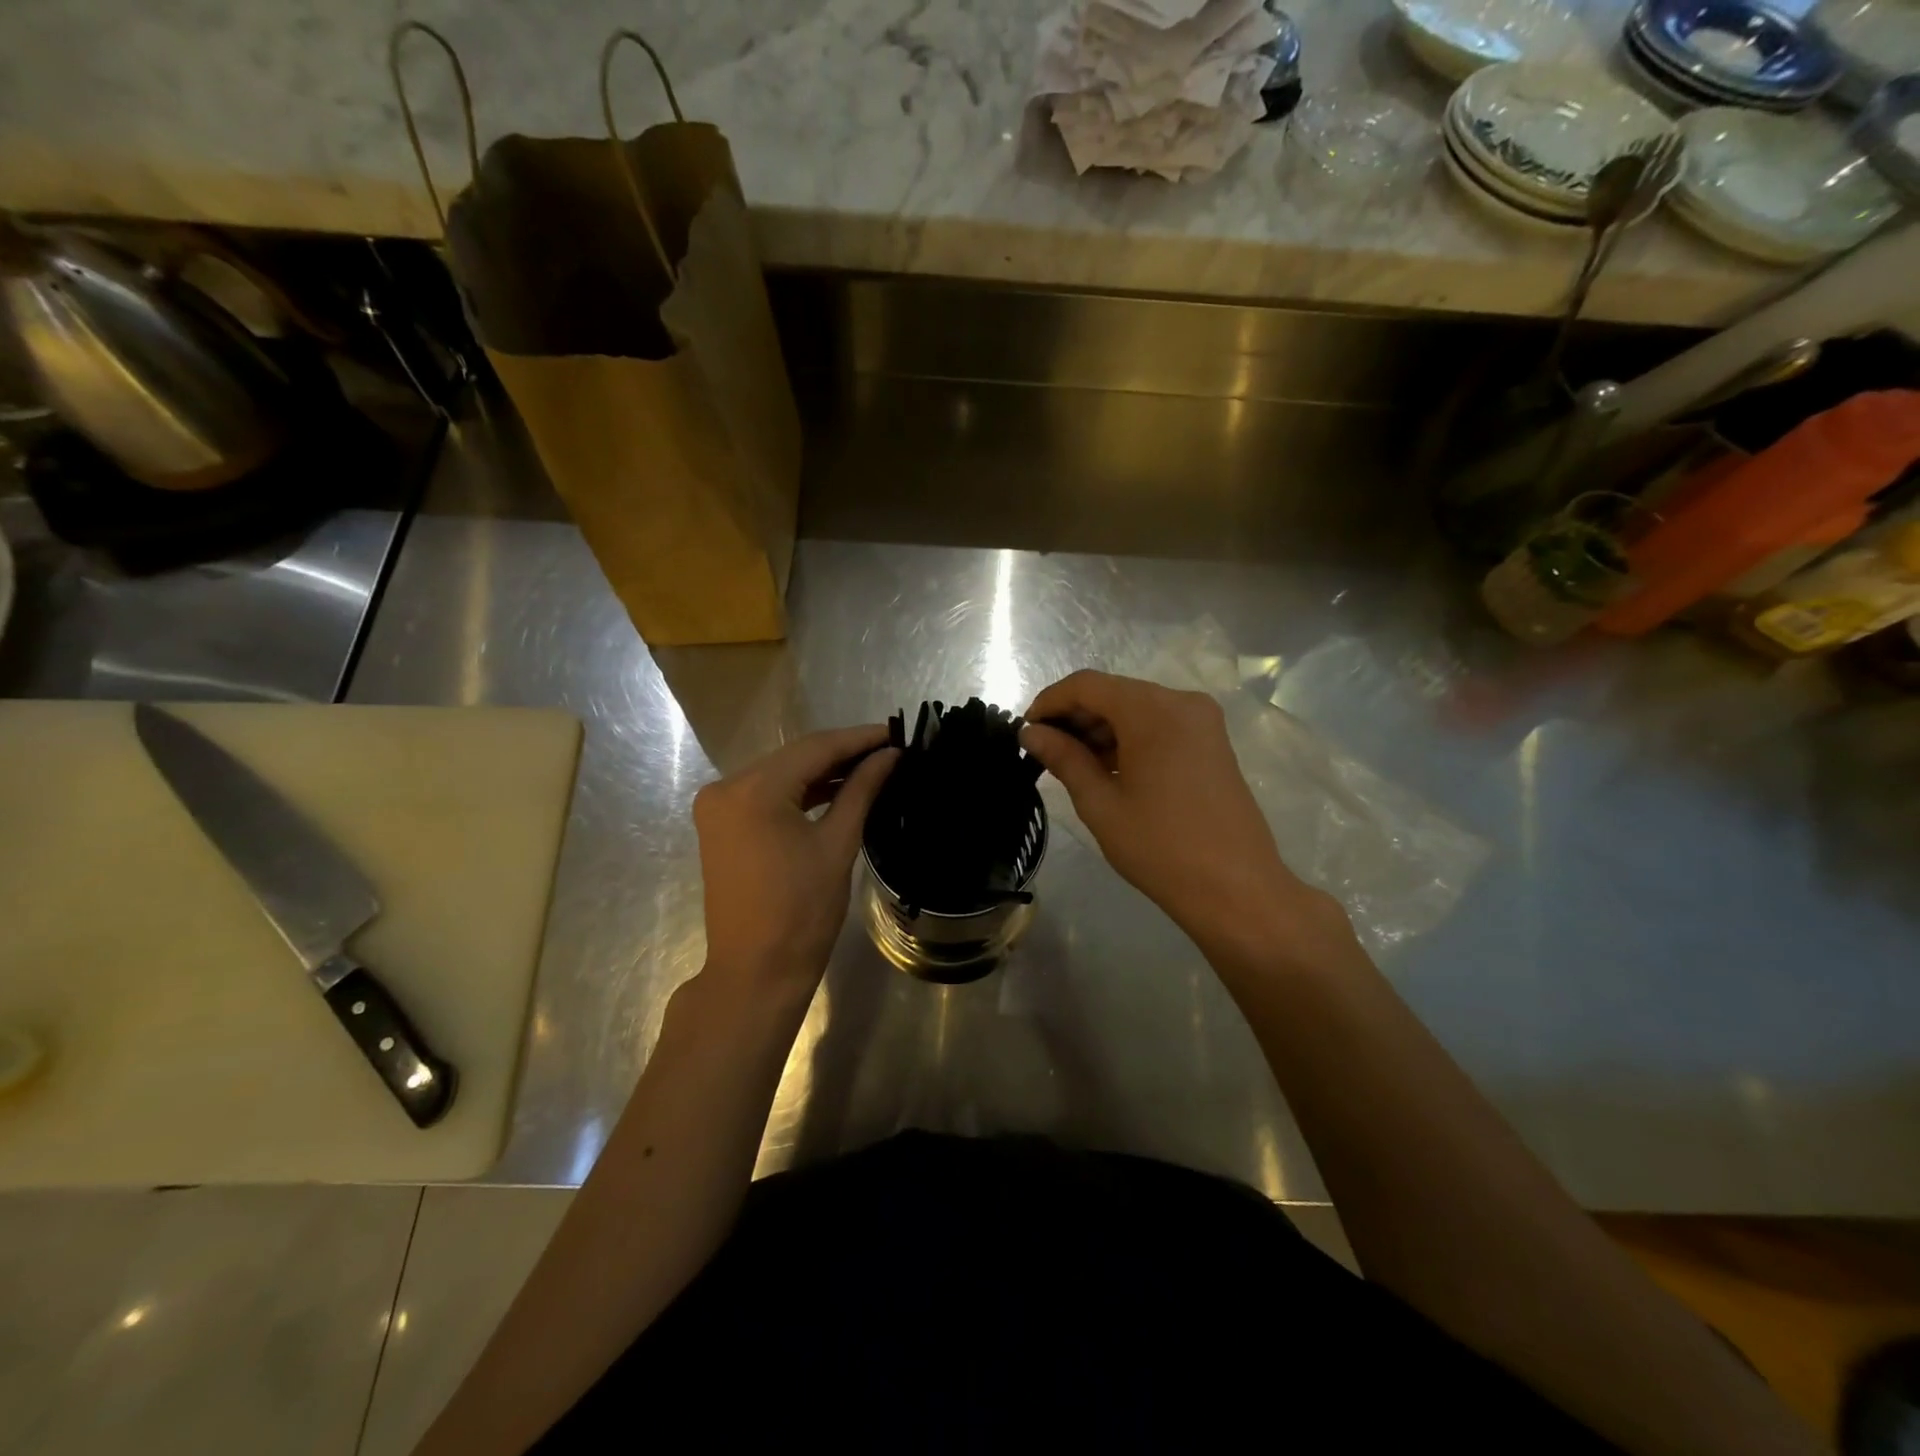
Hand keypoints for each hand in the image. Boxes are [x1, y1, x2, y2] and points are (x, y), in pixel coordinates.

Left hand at [692, 725, 898, 996]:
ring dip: (822, 772)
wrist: (756, 971)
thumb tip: (890, 755)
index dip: (858, 738)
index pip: (814, 748)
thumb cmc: (802, 912)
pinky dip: (800, 792)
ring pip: (781, 774)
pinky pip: (767, 795)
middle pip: (794, 757)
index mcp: (752, 790)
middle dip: (842, 752)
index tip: (896, 732)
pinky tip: (836, 789)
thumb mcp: (837, 845)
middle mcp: (726, 787)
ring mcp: (718, 806)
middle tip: (889, 749)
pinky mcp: (721, 825)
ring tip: (871, 767)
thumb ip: (861, 790)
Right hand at [1021, 671, 1344, 963]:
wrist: (1236, 889)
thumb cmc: (1160, 847)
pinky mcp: (1211, 742)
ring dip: (1101, 729)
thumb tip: (1030, 732)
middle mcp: (1181, 702)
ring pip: (1136, 708)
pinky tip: (1107, 769)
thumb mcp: (1101, 803)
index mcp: (1154, 710)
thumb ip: (1063, 758)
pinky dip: (1128, 738)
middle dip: (1075, 716)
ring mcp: (1202, 721)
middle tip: (1044, 752)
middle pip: (1113, 692)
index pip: (1087, 685)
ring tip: (1071, 765)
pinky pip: (1159, 724)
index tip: (1025, 730)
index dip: (1050, 701)